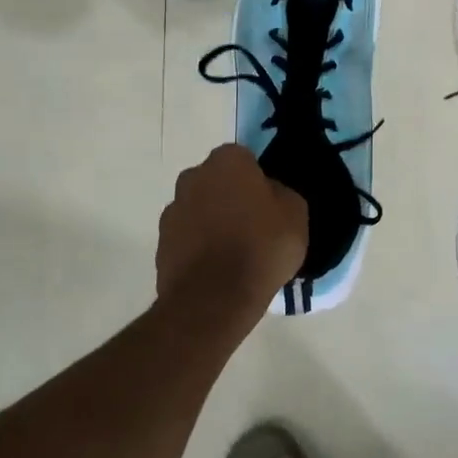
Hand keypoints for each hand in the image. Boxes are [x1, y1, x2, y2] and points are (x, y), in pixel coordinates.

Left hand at [157, 144, 307, 324]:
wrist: (214, 298)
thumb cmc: (261, 246)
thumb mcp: (296, 214)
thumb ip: (281, 194)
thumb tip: (269, 193)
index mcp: (227, 161)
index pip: (244, 159)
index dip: (257, 180)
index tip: (268, 204)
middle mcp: (193, 176)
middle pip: (217, 181)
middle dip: (230, 196)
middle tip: (252, 225)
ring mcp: (172, 210)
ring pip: (199, 208)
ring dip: (212, 222)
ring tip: (233, 253)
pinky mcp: (161, 243)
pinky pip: (187, 237)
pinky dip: (198, 247)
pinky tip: (216, 270)